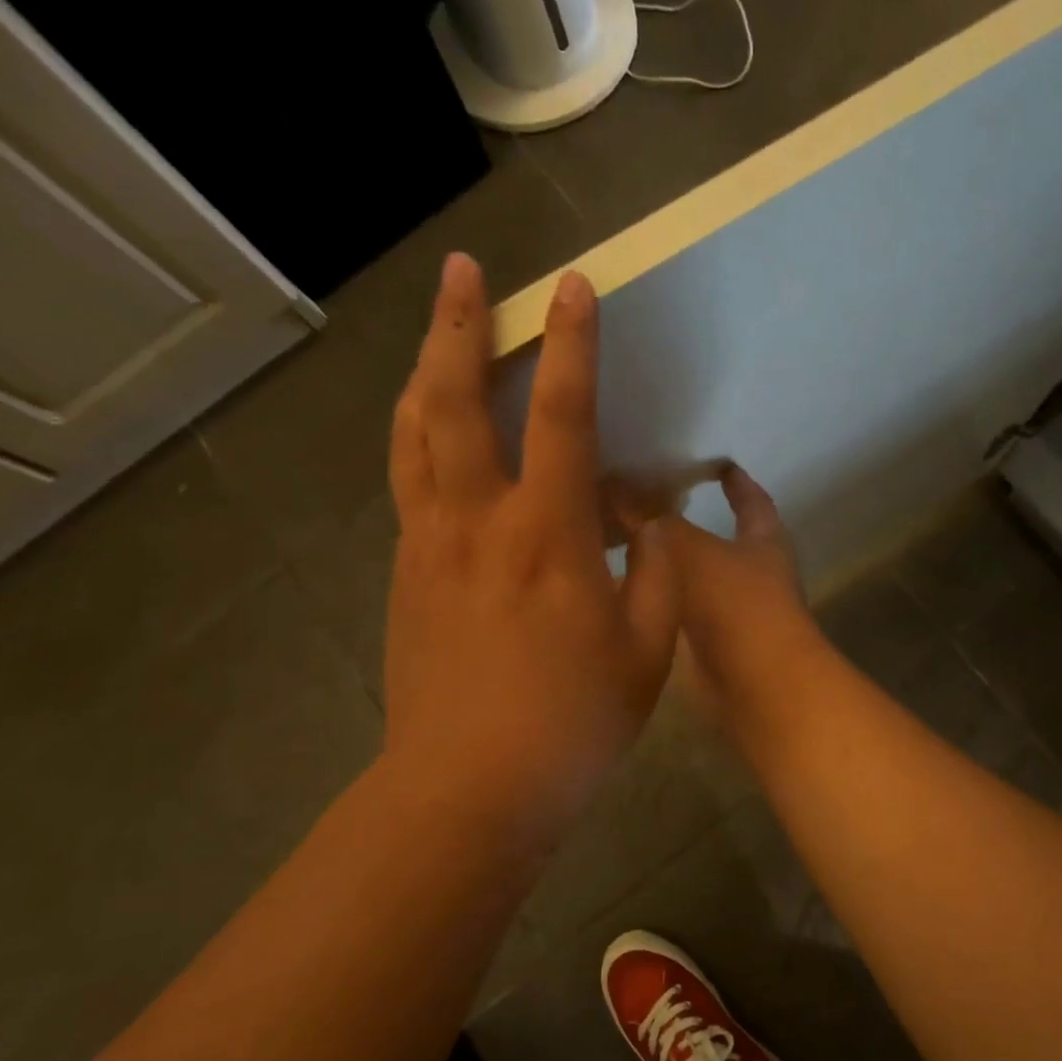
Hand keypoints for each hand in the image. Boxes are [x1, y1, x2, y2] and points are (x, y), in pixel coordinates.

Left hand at [383, 255, 678, 850]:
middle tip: (465, 271)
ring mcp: (429, 547)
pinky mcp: (406, 577)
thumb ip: (655, 577)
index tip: (572, 288)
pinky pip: (409, 485)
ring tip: (436, 335)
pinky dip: (418, 439)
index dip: (571, 346)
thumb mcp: (647, 653)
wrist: (469, 789)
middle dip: (461, 326)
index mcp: (546, 537)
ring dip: (425, 372)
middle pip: (455, 402)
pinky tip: (430, 435)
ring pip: (414, 436)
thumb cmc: (571, 724)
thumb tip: (646, 526)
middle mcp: (477, 522)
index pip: (561, 416)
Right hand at [656, 466, 824, 748]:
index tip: (716, 461)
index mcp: (765, 540)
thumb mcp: (690, 549)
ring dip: (673, 564)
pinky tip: (628, 593)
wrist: (756, 684)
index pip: (753, 499)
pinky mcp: (716, 646)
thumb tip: (616, 486)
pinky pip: (684, 612)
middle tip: (652, 502)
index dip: (736, 480)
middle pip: (727, 538)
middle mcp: (757, 573)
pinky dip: (662, 600)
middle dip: (695, 522)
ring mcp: (738, 613)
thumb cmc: (736, 604)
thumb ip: (653, 519)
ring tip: (628, 543)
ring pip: (701, 577)